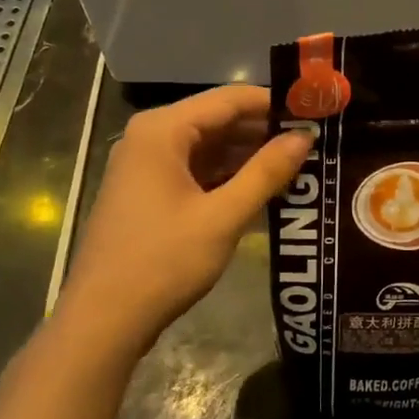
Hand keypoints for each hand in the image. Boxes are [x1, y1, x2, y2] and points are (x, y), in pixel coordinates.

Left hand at [57, 86, 310, 355]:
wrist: (103, 319)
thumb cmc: (163, 261)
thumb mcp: (223, 217)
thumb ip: (266, 172)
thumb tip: (304, 137)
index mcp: (163, 130)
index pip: (230, 99)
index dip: (275, 103)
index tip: (315, 112)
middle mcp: (151, 137)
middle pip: (218, 120)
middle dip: (265, 131)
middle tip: (314, 142)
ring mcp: (146, 165)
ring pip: (209, 148)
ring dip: (249, 157)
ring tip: (299, 165)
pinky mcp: (148, 192)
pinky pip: (196, 171)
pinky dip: (228, 177)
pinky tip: (264, 190)